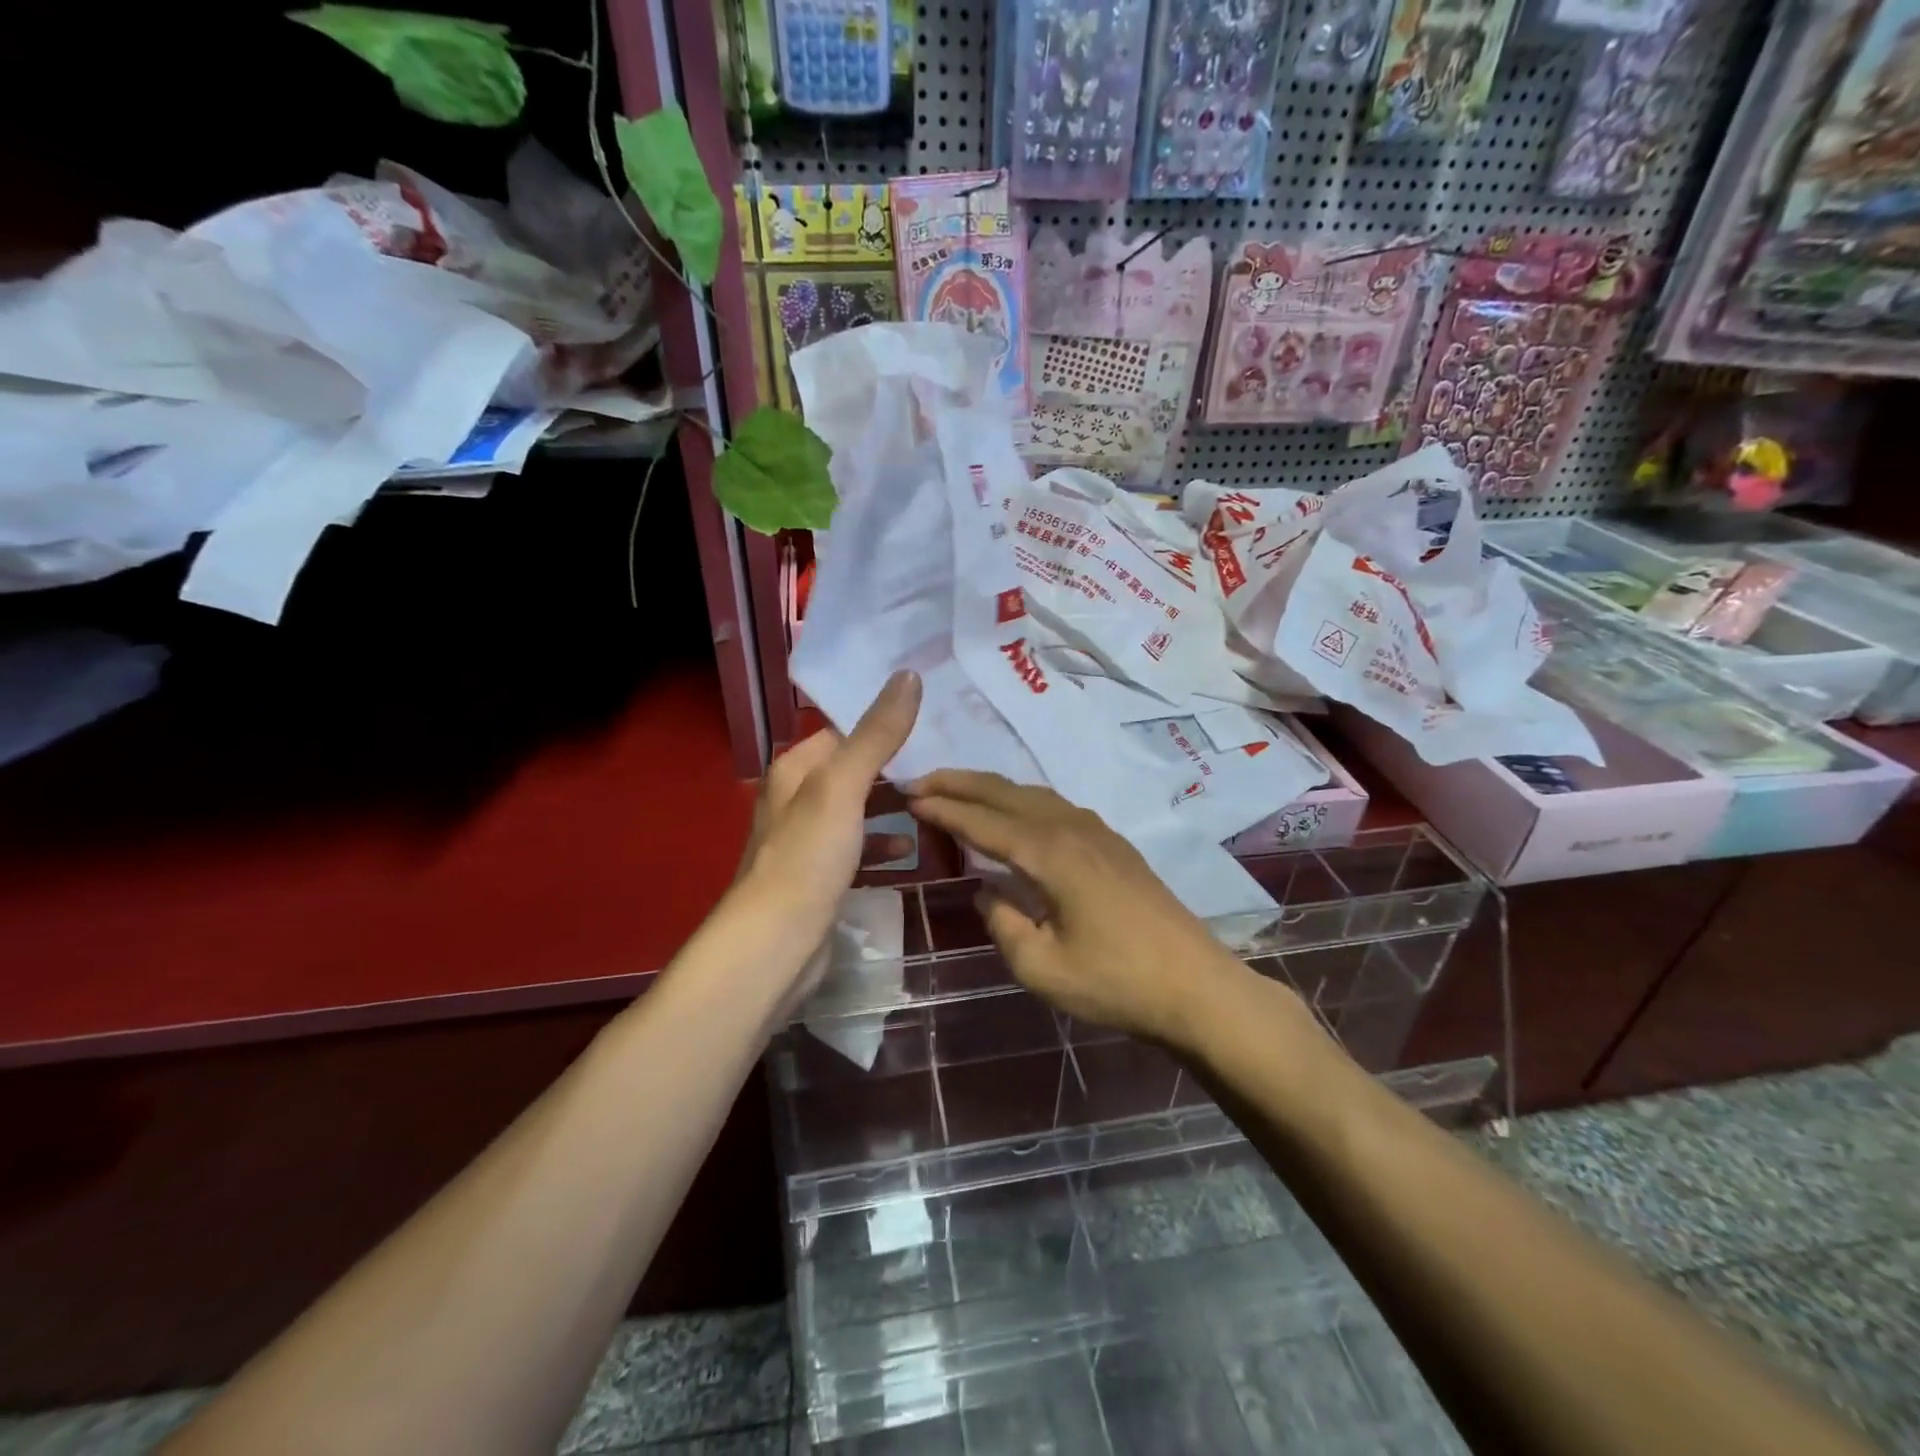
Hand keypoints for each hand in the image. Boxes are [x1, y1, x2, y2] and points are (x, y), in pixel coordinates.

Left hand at [733, 670, 922, 984]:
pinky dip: (883, 845)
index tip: (934, 716)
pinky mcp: (822, 876)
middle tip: (947, 757)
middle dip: (895, 765)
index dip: (885, 722)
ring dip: (892, 805)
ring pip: (859, 809)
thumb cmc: (808, 857)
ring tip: (937, 800)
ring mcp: (810, 840)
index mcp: (797, 769)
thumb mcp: (843, 787)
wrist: (777, 943)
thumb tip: (907, 675)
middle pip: (855, 769)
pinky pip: (859, 848)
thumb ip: (876, 734)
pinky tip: (911, 850)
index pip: (845, 730)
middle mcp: (798, 798)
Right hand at [905, 771, 1249, 1048]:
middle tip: (919, 781)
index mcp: (1049, 854)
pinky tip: (1013, 814)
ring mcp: (1096, 832)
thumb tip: (990, 891)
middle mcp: (1070, 828)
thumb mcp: (1042, 968)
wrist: (1195, 986)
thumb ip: (1004, 923)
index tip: (908, 797)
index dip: (943, 808)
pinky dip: (1019, 800)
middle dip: (959, 783)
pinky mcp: (1112, 844)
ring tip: (956, 790)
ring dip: (989, 788)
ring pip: (1031, 794)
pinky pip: (1053, 806)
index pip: (983, 821)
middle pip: (1004, 793)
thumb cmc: (1115, 982)